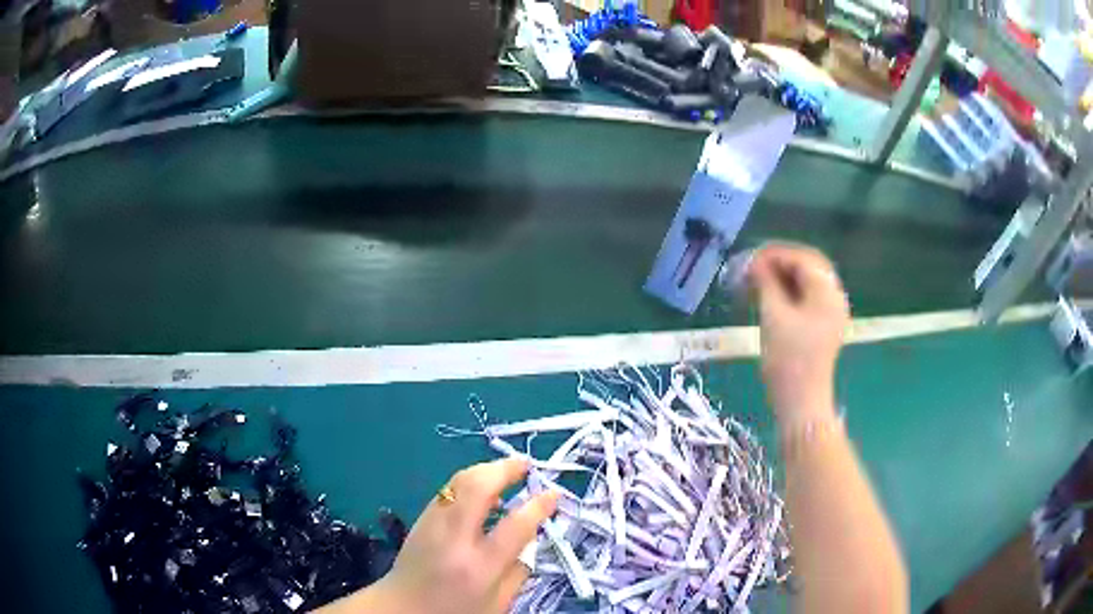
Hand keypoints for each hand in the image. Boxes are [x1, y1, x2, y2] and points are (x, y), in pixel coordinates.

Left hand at [317, 458, 558, 613]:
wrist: (401, 608)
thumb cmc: (454, 612)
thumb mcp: (497, 605)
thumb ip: (518, 573)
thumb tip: (531, 539)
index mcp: (479, 567)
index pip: (514, 527)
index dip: (538, 507)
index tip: (553, 494)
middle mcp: (454, 539)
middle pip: (478, 488)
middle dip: (505, 469)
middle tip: (526, 464)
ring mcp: (432, 524)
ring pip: (459, 481)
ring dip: (487, 470)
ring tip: (508, 472)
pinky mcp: (420, 518)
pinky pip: (449, 489)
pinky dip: (470, 482)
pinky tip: (482, 489)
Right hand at [748, 243, 848, 422]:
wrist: (801, 402)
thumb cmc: (787, 360)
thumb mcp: (773, 316)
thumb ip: (765, 283)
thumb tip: (754, 262)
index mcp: (827, 292)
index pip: (802, 258)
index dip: (774, 254)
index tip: (749, 261)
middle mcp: (834, 297)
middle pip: (808, 266)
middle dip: (780, 263)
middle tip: (753, 268)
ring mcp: (831, 313)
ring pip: (808, 282)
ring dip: (783, 277)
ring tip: (758, 282)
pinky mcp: (824, 326)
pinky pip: (809, 298)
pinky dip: (790, 292)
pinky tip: (771, 297)